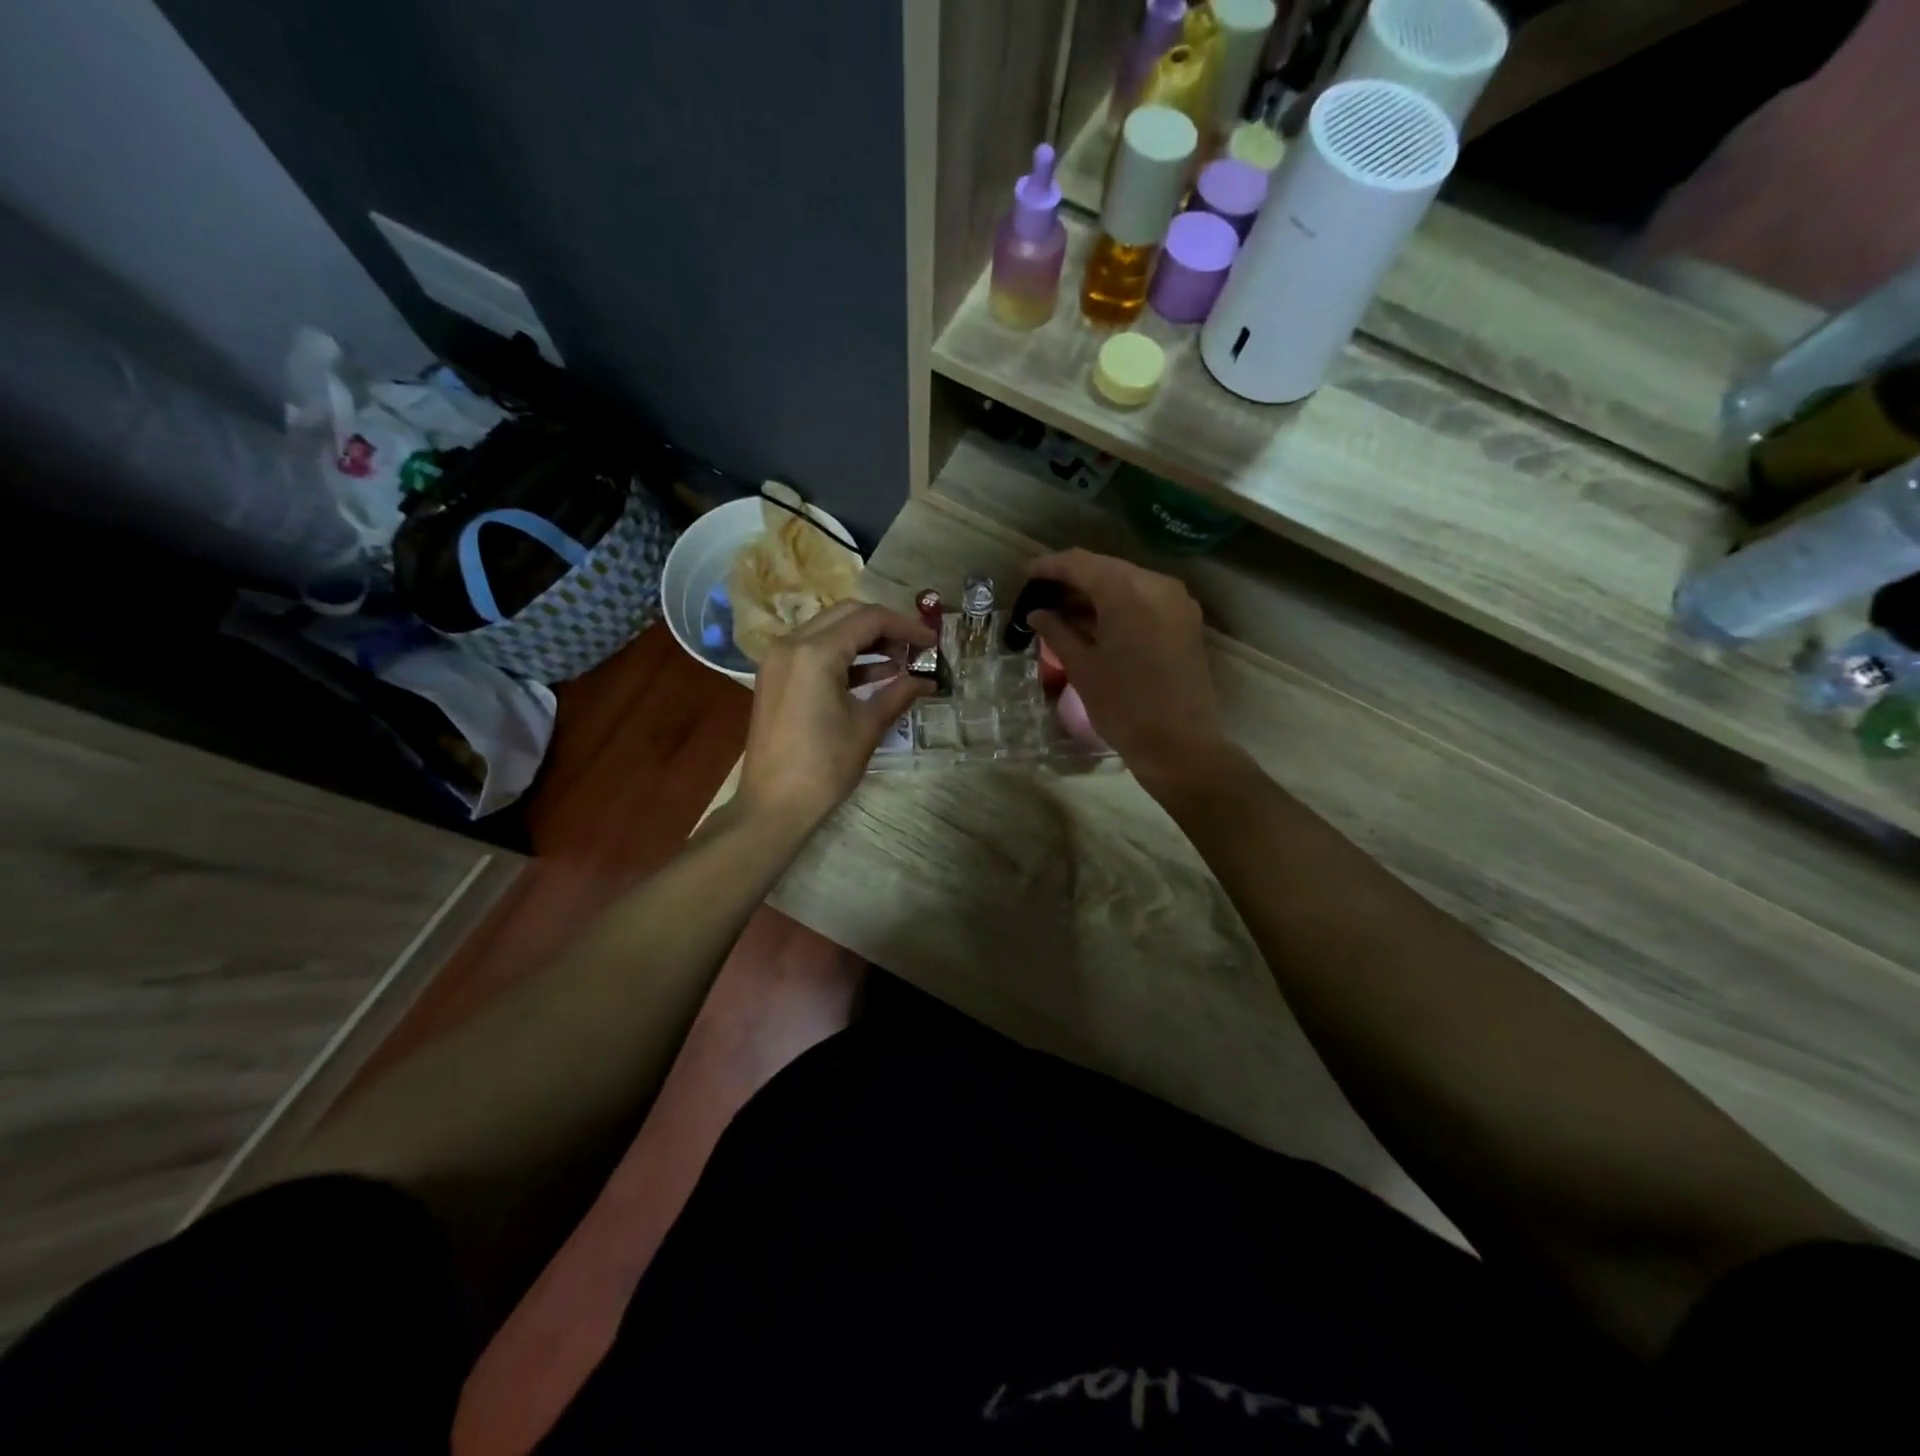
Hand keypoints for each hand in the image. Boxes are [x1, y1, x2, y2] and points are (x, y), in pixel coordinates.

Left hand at [738, 600, 935, 830]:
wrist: (773, 804)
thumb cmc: (824, 767)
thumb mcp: (867, 727)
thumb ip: (898, 694)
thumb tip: (928, 680)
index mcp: (815, 653)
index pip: (869, 619)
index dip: (906, 626)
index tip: (932, 641)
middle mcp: (791, 644)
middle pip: (847, 615)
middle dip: (885, 626)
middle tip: (916, 647)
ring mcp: (779, 659)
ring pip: (829, 629)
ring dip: (865, 639)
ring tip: (901, 660)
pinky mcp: (776, 676)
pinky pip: (814, 650)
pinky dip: (844, 655)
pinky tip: (874, 673)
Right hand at [1026, 549, 1228, 796]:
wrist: (1179, 744)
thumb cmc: (1123, 706)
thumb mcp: (1082, 667)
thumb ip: (1057, 631)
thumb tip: (1037, 613)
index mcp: (1127, 591)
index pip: (1079, 563)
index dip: (1048, 567)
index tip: (1025, 576)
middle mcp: (1156, 584)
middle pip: (1105, 568)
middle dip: (1072, 578)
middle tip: (1042, 596)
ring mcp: (1176, 601)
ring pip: (1127, 581)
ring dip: (1095, 592)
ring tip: (1063, 612)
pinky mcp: (1185, 620)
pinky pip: (1145, 598)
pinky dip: (1118, 604)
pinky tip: (1095, 622)